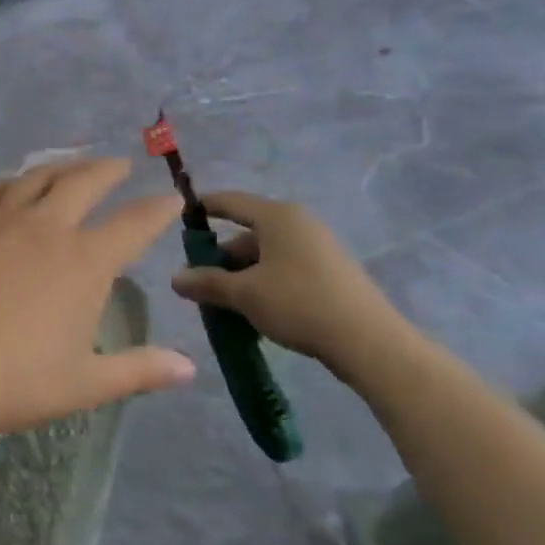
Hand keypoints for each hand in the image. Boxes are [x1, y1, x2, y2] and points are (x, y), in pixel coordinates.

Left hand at [0, 158, 193, 442]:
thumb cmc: (11, 380)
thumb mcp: (84, 384)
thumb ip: (139, 371)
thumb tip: (189, 367)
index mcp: (84, 262)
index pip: (133, 224)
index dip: (157, 209)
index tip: (172, 198)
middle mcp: (46, 227)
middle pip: (85, 182)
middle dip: (109, 170)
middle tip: (121, 164)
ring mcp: (0, 218)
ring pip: (38, 175)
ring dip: (63, 165)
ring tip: (74, 164)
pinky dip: (13, 179)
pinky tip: (12, 183)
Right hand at [170, 193, 419, 383]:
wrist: (369, 342)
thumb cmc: (299, 304)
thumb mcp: (244, 294)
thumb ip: (207, 283)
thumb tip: (175, 278)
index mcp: (277, 217)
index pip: (230, 201)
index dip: (202, 208)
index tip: (179, 220)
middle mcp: (299, 223)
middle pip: (248, 233)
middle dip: (221, 258)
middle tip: (201, 284)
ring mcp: (319, 247)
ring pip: (266, 254)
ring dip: (242, 275)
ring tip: (226, 304)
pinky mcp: (331, 271)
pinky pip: (286, 267)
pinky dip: (265, 282)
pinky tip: (257, 310)